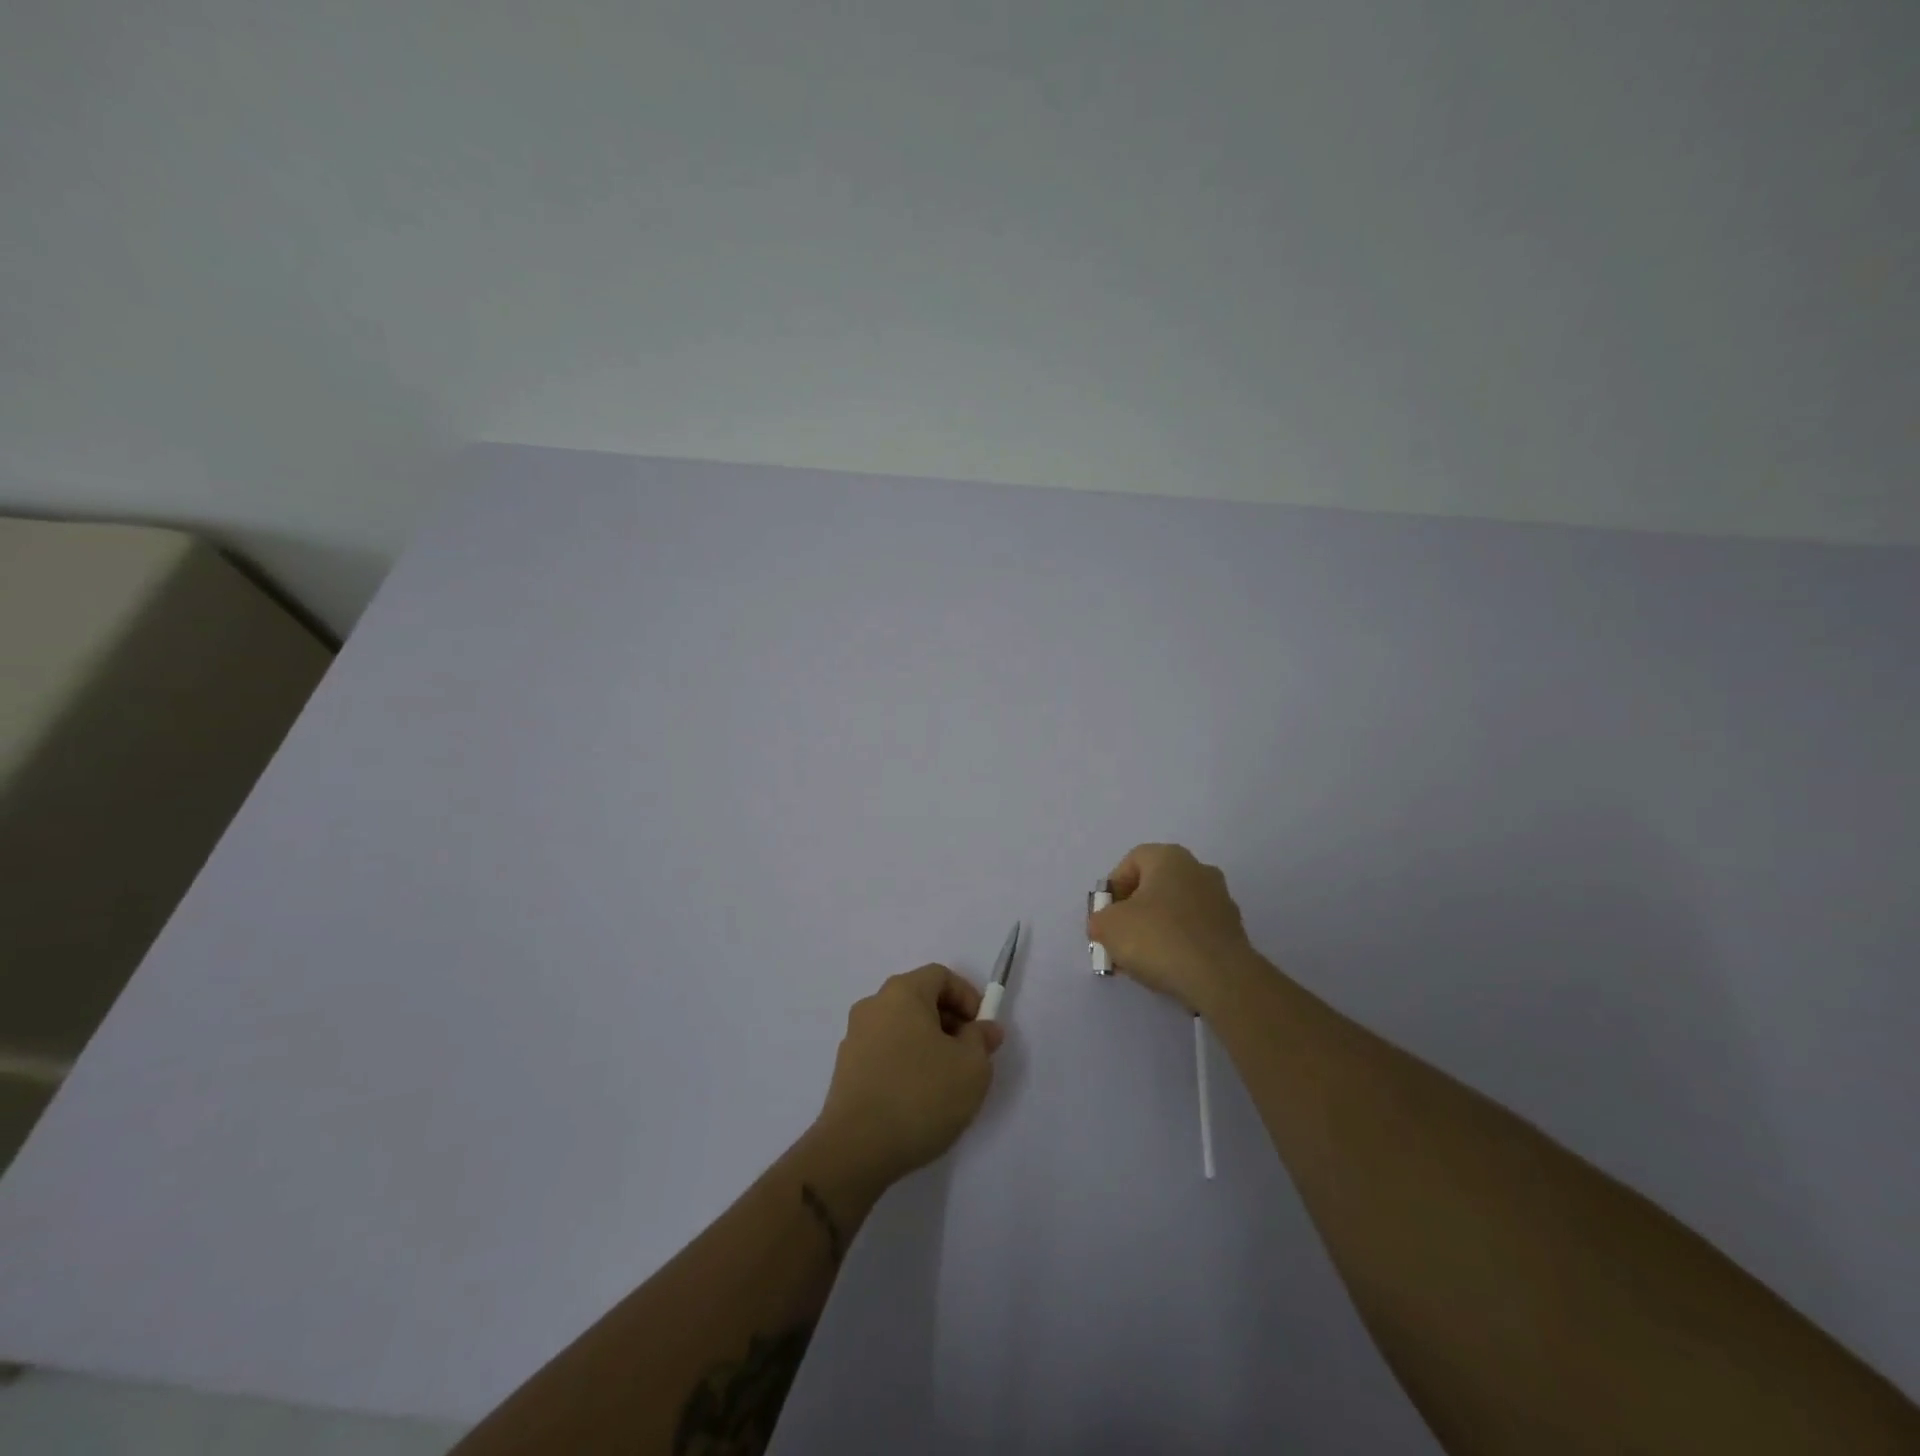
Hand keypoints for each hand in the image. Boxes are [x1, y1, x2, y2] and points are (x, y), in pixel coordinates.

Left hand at [813, 965, 1004, 1190]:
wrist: (856, 1149)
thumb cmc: (920, 1095)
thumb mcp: (971, 1067)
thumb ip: (981, 1040)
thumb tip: (985, 1028)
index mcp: (902, 993)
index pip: (940, 976)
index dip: (967, 996)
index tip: (981, 1030)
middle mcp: (873, 1005)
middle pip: (919, 999)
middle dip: (949, 1021)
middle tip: (969, 1056)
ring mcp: (854, 1037)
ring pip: (902, 1027)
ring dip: (928, 1044)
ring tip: (946, 1081)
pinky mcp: (846, 1069)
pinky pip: (885, 1052)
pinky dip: (906, 1062)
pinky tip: (918, 1098)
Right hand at [1087, 843, 1260, 1012]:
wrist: (1220, 979)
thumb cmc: (1158, 938)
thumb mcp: (1108, 926)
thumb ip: (1100, 919)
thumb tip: (1106, 925)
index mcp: (1170, 857)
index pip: (1132, 862)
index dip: (1113, 889)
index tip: (1106, 917)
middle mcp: (1199, 870)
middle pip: (1154, 886)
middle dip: (1134, 912)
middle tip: (1120, 940)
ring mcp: (1221, 901)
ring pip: (1176, 911)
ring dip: (1156, 930)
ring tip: (1142, 961)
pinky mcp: (1233, 932)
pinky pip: (1195, 932)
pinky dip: (1179, 945)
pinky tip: (1168, 969)